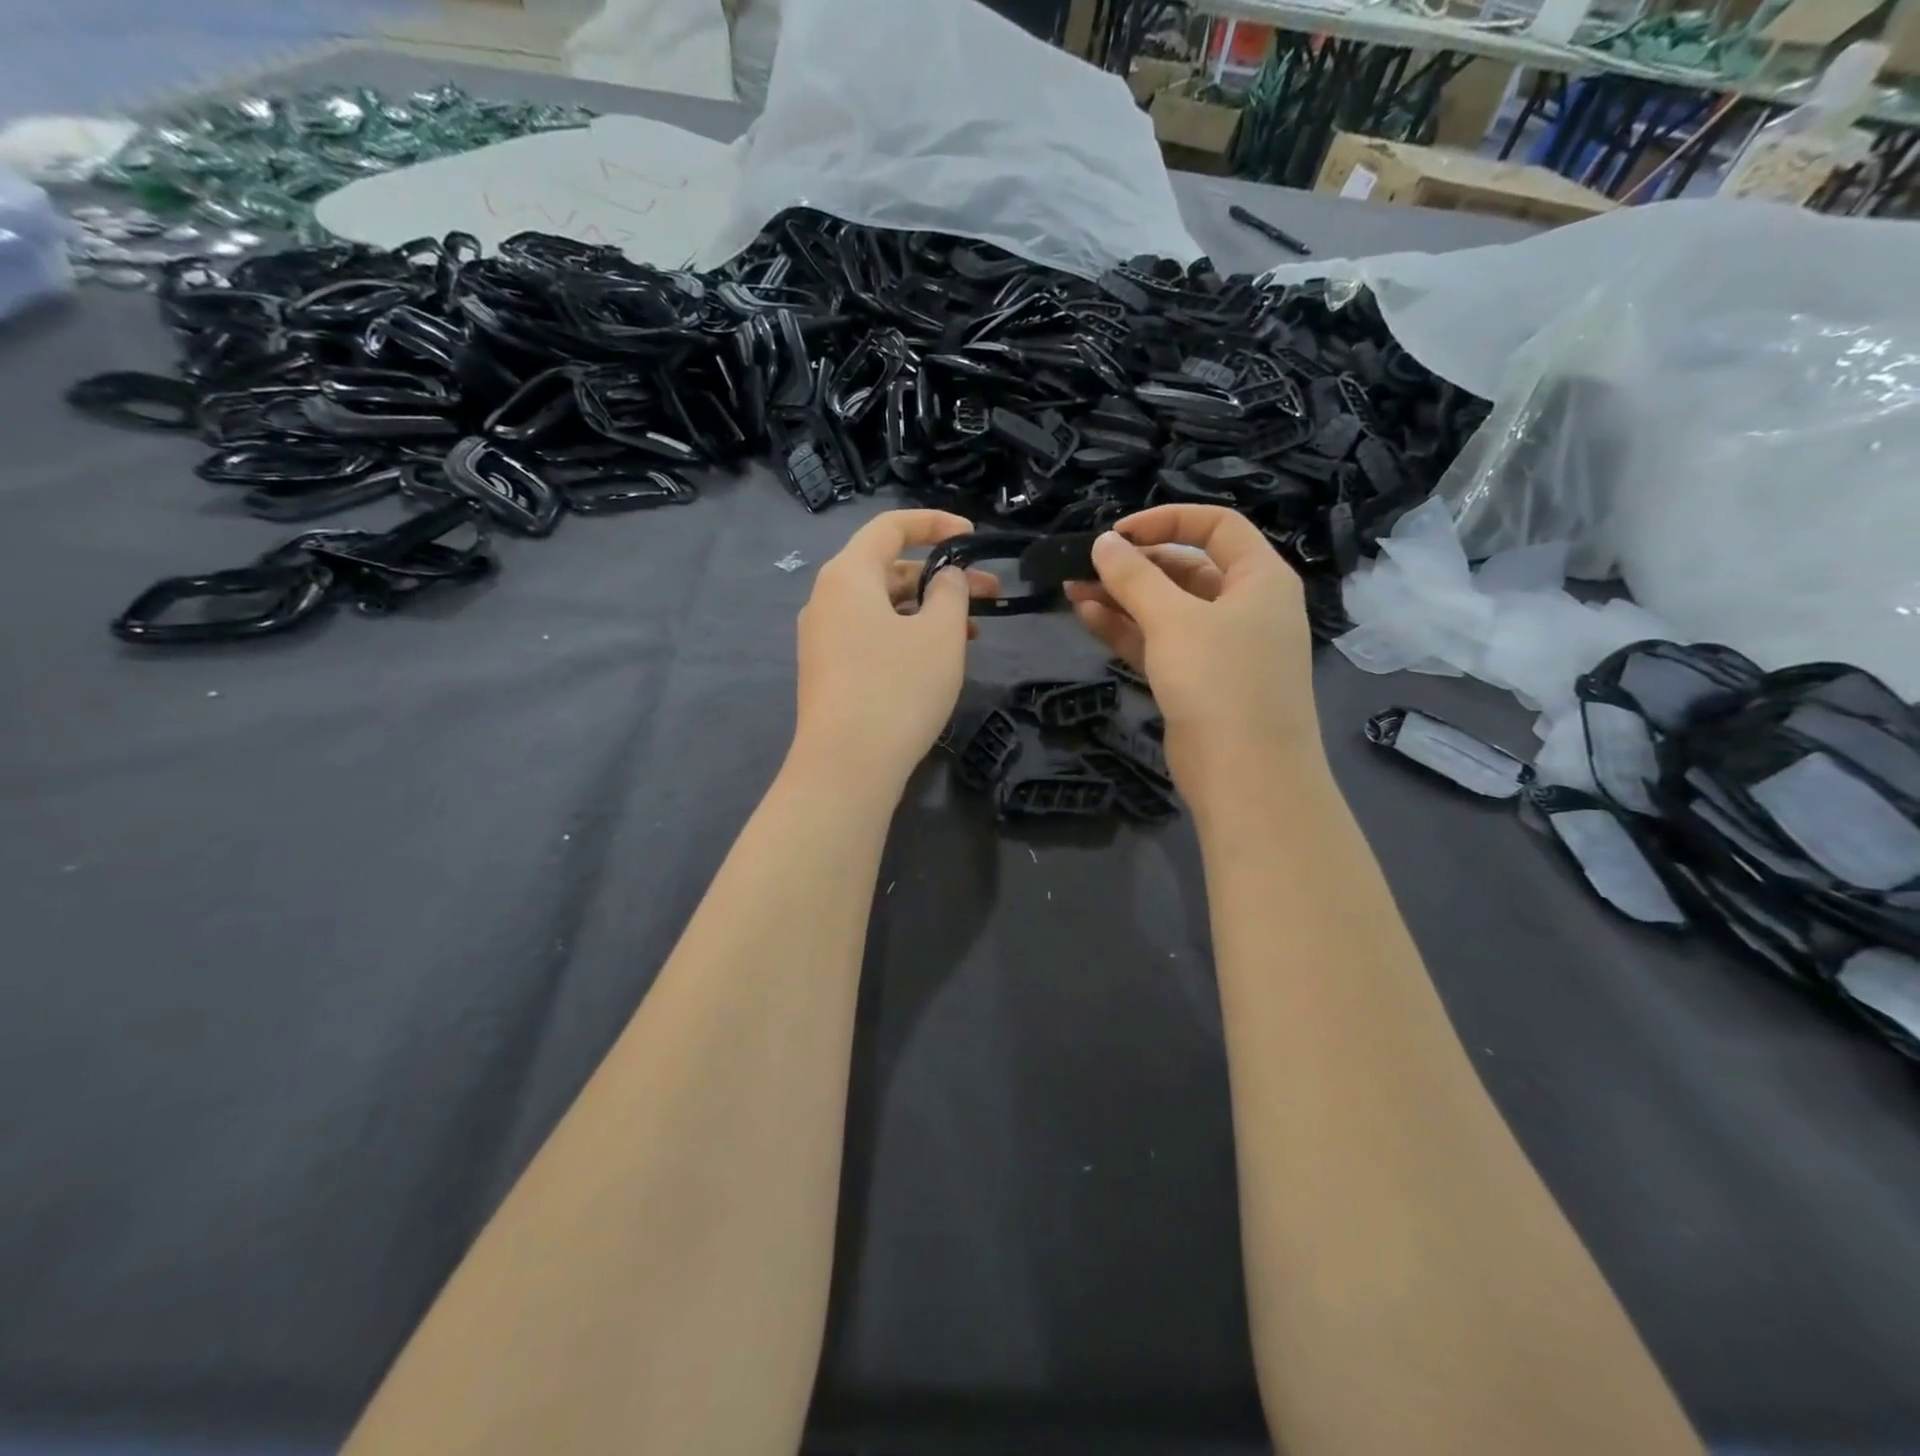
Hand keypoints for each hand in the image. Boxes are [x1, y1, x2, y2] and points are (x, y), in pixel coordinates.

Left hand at [791, 510, 994, 794]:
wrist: (846, 766)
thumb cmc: (898, 688)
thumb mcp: (939, 634)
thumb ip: (950, 591)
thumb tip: (945, 577)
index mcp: (848, 575)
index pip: (890, 527)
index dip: (934, 524)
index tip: (972, 537)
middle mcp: (827, 599)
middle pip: (889, 570)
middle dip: (941, 577)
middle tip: (991, 594)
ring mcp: (824, 638)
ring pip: (883, 607)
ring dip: (928, 611)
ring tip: (973, 634)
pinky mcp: (829, 671)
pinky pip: (871, 636)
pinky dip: (906, 635)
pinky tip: (938, 659)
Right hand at [1064, 506, 1319, 793]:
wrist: (1246, 776)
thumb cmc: (1221, 681)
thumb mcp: (1174, 620)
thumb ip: (1135, 577)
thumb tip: (1103, 542)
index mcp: (1260, 578)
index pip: (1217, 526)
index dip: (1167, 519)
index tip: (1118, 533)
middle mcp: (1244, 606)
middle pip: (1185, 568)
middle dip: (1134, 565)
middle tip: (1084, 566)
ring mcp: (1220, 647)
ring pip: (1166, 609)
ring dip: (1122, 598)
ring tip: (1072, 589)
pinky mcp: (1197, 680)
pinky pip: (1159, 642)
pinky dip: (1126, 630)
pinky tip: (1087, 617)